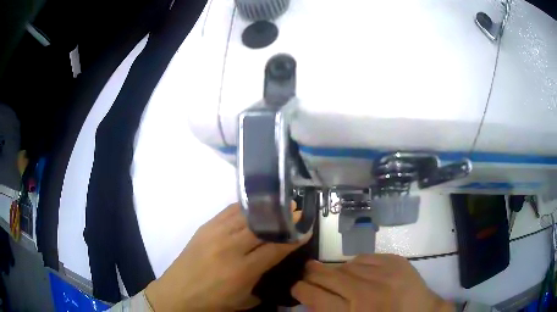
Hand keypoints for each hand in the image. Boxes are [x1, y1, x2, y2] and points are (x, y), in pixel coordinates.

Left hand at [145, 203, 309, 310]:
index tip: (305, 229)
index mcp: (242, 270)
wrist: (178, 292)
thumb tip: (275, 264)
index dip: (292, 238)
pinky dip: (244, 208)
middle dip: (281, 218)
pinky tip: (253, 207)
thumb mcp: (244, 300)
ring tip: (278, 204)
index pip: (274, 248)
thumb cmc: (213, 301)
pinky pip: (228, 212)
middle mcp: (230, 248)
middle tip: (295, 210)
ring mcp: (215, 234)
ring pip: (245, 215)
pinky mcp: (204, 227)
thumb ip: (263, 283)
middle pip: (261, 227)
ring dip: (265, 209)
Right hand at [291, 254, 452, 311]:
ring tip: (335, 277)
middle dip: (311, 274)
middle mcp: (367, 292)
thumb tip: (311, 297)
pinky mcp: (395, 261)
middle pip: (327, 276)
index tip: (297, 287)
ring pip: (344, 265)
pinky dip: (356, 265)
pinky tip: (358, 272)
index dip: (300, 289)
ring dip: (335, 272)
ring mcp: (384, 273)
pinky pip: (364, 258)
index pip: (315, 297)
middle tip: (307, 275)